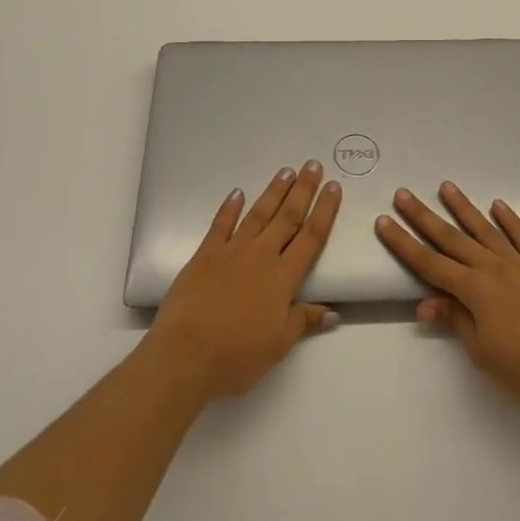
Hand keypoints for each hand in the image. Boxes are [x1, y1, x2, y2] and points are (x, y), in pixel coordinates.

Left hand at [148, 160, 341, 401]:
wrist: (186, 354)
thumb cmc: (237, 355)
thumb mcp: (278, 345)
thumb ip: (303, 321)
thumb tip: (333, 311)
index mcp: (283, 278)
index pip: (311, 237)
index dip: (325, 211)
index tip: (334, 187)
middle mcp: (261, 256)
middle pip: (287, 217)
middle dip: (303, 190)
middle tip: (312, 165)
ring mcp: (232, 251)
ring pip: (258, 214)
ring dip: (274, 192)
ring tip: (286, 171)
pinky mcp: (205, 254)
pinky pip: (221, 225)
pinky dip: (230, 208)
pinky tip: (237, 193)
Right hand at [376, 181, 519, 412]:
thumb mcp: (482, 353)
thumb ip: (455, 321)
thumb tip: (426, 303)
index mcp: (474, 290)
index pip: (429, 263)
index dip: (404, 243)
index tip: (384, 222)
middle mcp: (492, 268)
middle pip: (451, 238)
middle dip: (423, 216)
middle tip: (402, 193)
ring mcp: (518, 264)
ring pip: (484, 229)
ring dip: (463, 207)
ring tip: (446, 186)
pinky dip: (510, 220)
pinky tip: (498, 204)